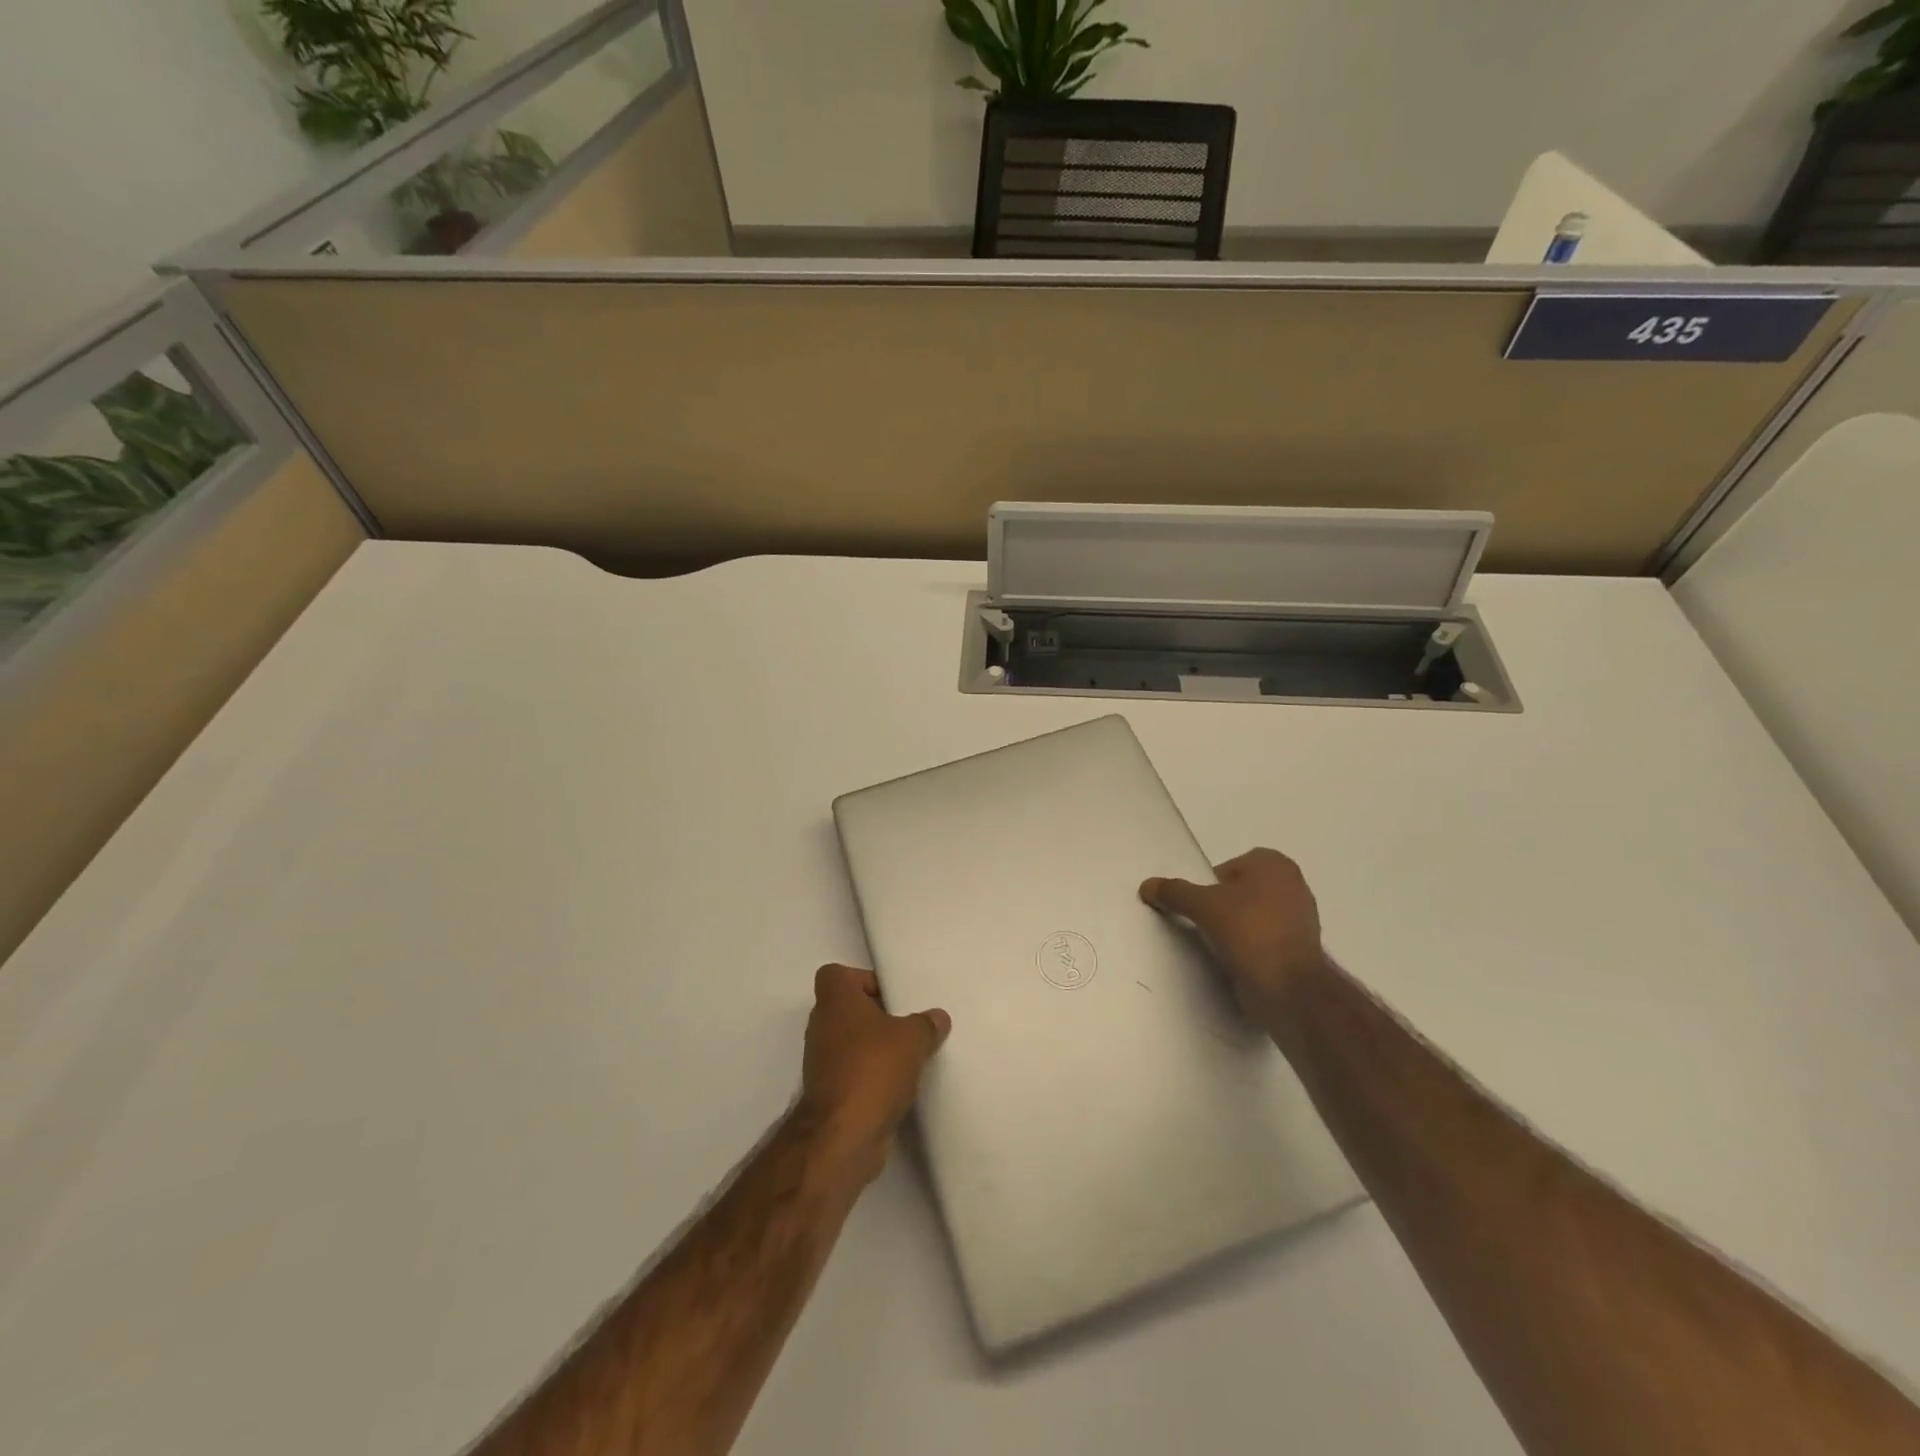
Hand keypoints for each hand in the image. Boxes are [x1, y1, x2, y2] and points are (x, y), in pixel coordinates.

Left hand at [796, 965, 950, 1183]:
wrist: (843, 1135)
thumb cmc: (873, 1069)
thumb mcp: (912, 1038)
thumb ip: (926, 1024)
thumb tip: (937, 1018)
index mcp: (835, 1001)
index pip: (837, 974)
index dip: (863, 979)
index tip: (891, 997)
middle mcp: (822, 1026)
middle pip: (848, 1009)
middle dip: (877, 1016)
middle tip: (907, 1025)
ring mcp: (821, 1061)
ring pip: (851, 1042)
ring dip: (875, 1048)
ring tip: (909, 1056)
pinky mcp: (828, 1093)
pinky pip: (853, 1071)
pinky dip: (871, 1075)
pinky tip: (899, 1085)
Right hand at [1141, 848, 1330, 1022]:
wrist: (1289, 988)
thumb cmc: (1249, 931)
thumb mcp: (1202, 906)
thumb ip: (1174, 892)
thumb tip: (1147, 885)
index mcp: (1275, 864)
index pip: (1228, 867)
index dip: (1209, 885)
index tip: (1198, 906)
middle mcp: (1293, 884)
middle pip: (1240, 891)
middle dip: (1222, 906)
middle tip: (1202, 924)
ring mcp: (1301, 918)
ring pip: (1253, 916)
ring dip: (1235, 928)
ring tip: (1216, 945)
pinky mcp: (1300, 949)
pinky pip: (1264, 940)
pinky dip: (1249, 947)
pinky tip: (1235, 960)